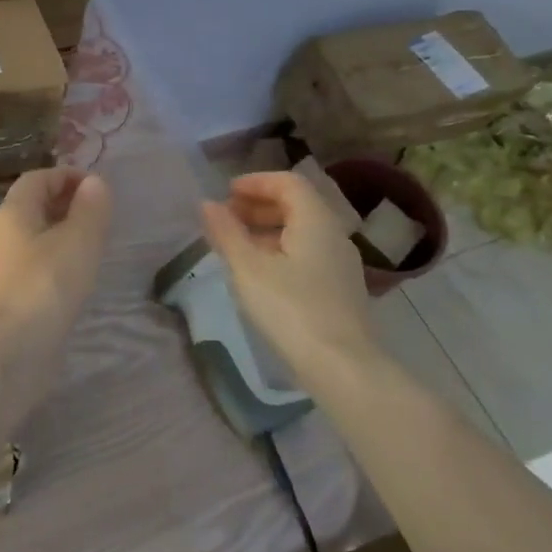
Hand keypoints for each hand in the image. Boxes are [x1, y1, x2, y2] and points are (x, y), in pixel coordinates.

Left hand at [0, 169, 112, 330]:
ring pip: (36, 235)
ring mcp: (5, 266)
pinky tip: (78, 275)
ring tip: (95, 243)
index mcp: (13, 212)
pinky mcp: (12, 294)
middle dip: (66, 202)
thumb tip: (94, 182)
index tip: (98, 188)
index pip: (37, 178)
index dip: (67, 176)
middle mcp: (3, 233)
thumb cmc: (46, 285)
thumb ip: (90, 208)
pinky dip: (58, 258)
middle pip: (34, 205)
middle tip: (100, 214)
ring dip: (64, 232)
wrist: (11, 351)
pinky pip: (37, 263)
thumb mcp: (78, 240)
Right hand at [200, 171, 376, 368]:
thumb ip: (227, 233)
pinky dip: (280, 251)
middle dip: (259, 205)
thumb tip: (208, 204)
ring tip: (237, 245)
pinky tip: (259, 273)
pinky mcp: (339, 290)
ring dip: (268, 229)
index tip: (227, 193)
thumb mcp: (248, 269)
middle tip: (227, 217)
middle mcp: (334, 235)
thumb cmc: (291, 309)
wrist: (343, 369)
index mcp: (316, 221)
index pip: (288, 183)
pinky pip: (307, 254)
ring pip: (302, 232)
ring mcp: (340, 265)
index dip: (256, 182)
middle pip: (297, 205)